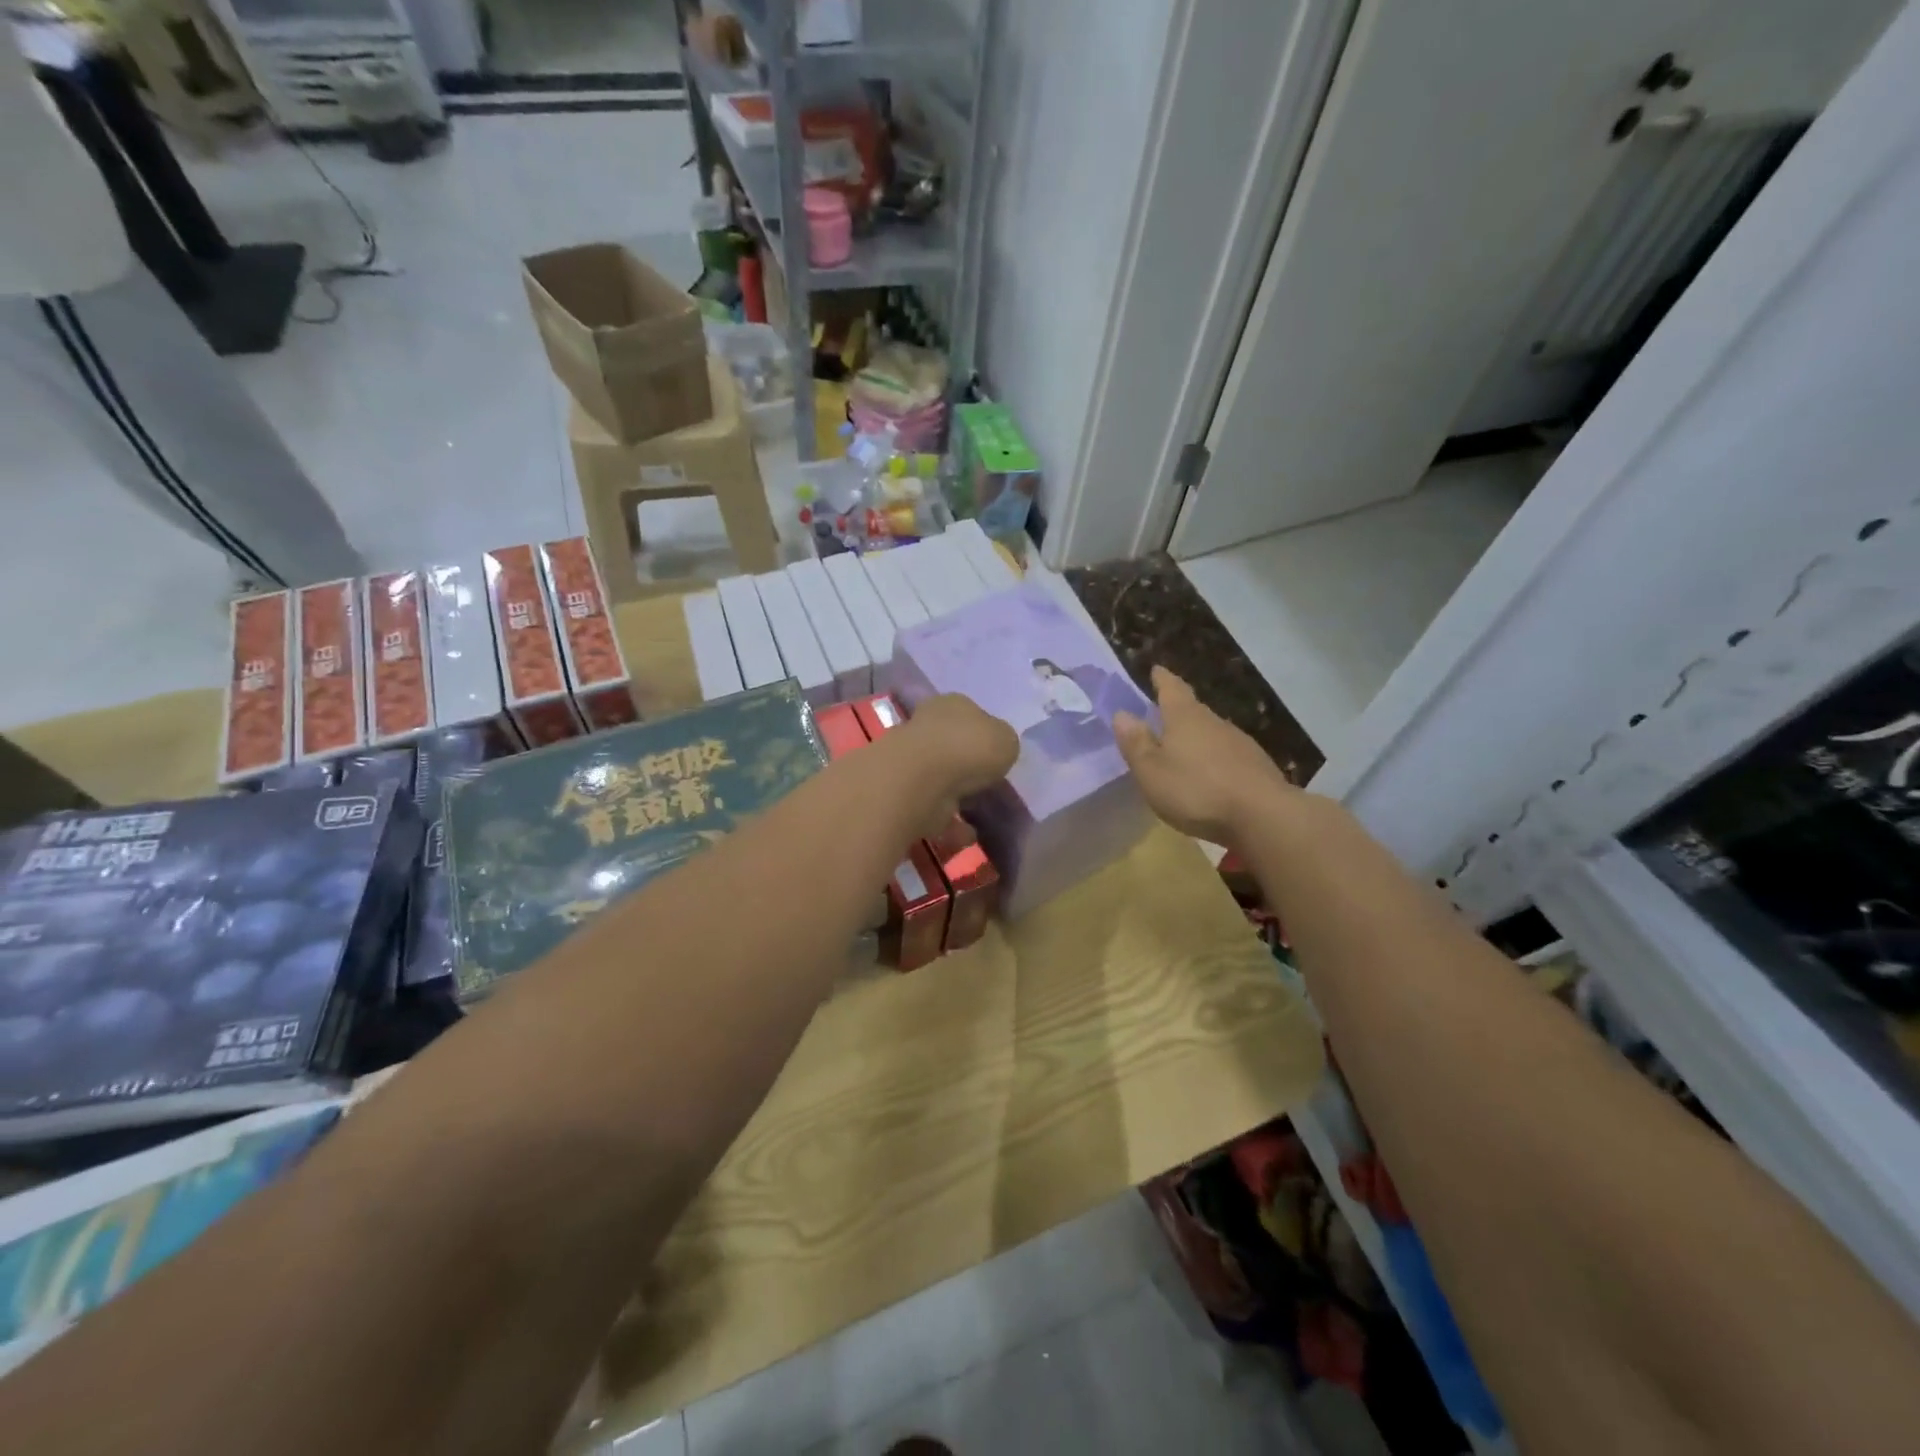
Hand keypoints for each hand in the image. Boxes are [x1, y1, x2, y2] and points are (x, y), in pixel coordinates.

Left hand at [892, 693, 1019, 833]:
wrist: (919, 782)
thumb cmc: (968, 749)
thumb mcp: (1006, 740)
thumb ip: (1004, 745)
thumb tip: (996, 753)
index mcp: (952, 705)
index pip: (970, 715)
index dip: (985, 736)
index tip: (997, 759)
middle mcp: (927, 726)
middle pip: (952, 747)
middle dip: (968, 767)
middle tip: (989, 788)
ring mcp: (911, 761)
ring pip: (940, 779)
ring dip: (957, 797)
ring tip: (980, 815)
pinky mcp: (902, 794)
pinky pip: (932, 809)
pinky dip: (949, 824)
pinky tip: (967, 834)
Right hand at [1113, 667, 1295, 846]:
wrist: (1263, 816)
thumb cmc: (1196, 790)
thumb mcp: (1152, 771)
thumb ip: (1136, 743)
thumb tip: (1121, 714)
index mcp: (1185, 718)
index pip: (1172, 689)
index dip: (1162, 679)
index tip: (1156, 670)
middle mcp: (1214, 722)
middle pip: (1194, 709)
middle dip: (1178, 709)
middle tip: (1163, 712)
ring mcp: (1240, 744)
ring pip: (1212, 732)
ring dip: (1197, 736)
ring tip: (1183, 747)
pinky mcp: (1256, 767)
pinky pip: (1227, 755)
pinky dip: (1214, 759)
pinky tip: (1210, 775)